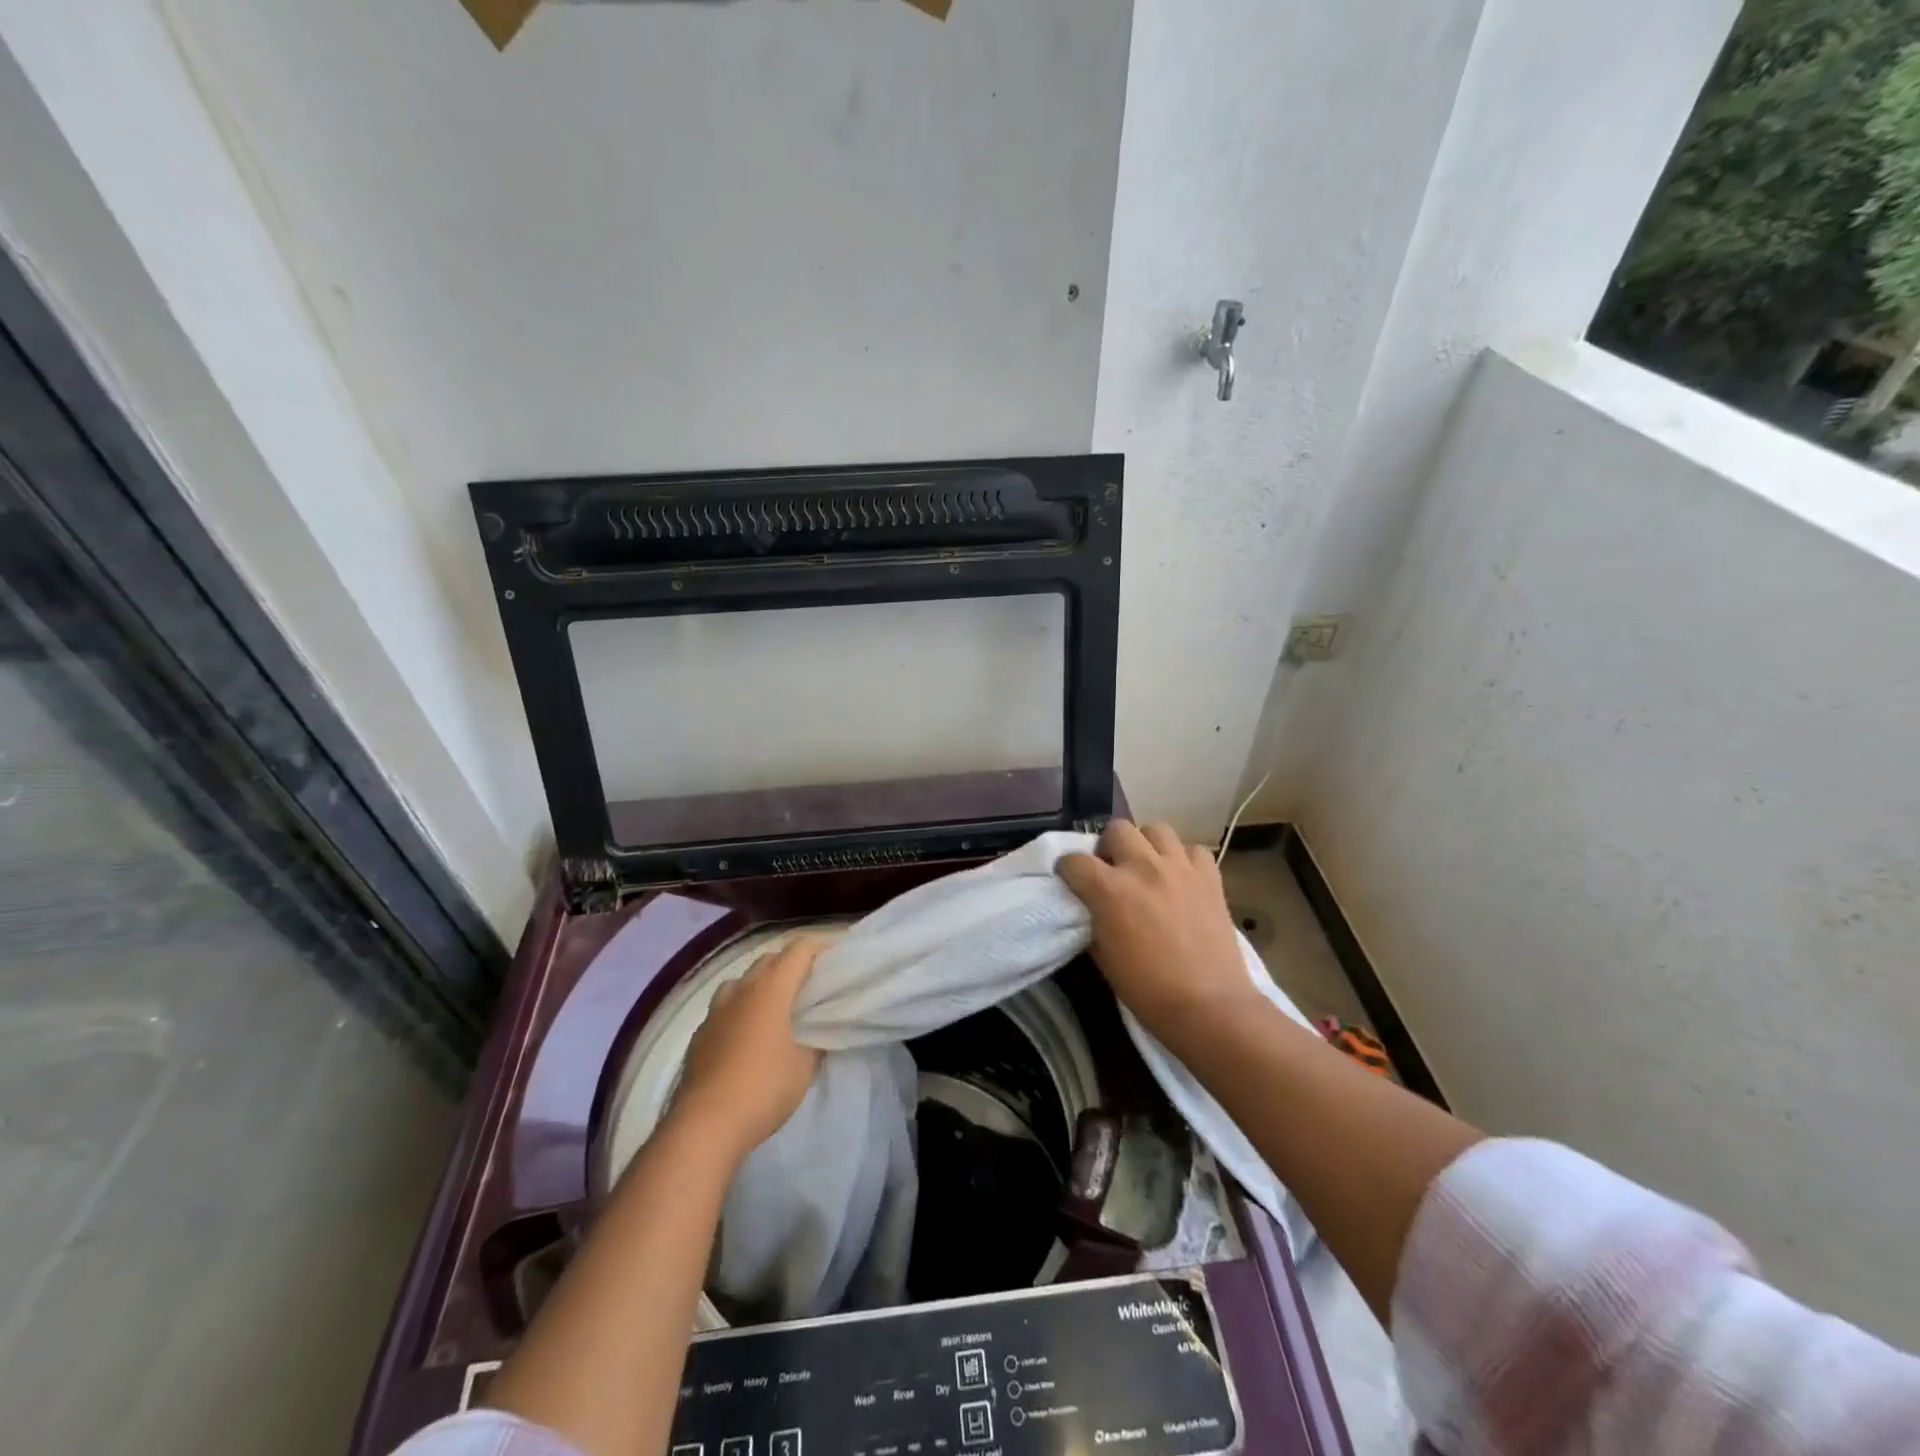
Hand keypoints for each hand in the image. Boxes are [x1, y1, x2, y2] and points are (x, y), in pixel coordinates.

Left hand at [669, 935, 825, 1162]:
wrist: (704, 1126)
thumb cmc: (763, 1088)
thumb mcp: (804, 1066)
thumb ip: (815, 1041)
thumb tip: (816, 1033)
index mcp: (770, 989)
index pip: (799, 950)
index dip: (820, 946)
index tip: (836, 956)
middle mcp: (740, 990)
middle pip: (769, 959)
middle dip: (791, 963)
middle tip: (811, 982)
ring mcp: (715, 1011)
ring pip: (741, 981)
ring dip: (761, 983)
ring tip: (776, 1004)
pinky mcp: (699, 1035)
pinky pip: (724, 1007)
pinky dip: (740, 1009)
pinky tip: (747, 1034)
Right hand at [1057, 821, 1260, 1052]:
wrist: (1209, 1007)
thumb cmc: (1148, 991)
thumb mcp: (1103, 958)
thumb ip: (1092, 921)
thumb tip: (1089, 907)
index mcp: (1110, 890)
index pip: (1074, 860)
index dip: (1067, 870)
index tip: (1070, 881)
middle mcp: (1143, 867)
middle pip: (1116, 829)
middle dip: (1107, 847)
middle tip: (1112, 871)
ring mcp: (1180, 868)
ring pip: (1156, 829)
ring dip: (1145, 845)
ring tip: (1146, 868)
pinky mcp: (1210, 877)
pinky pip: (1193, 850)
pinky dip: (1183, 859)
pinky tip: (1180, 879)